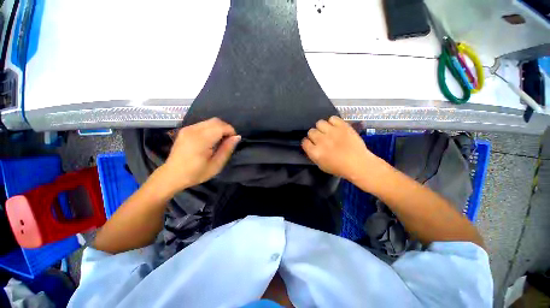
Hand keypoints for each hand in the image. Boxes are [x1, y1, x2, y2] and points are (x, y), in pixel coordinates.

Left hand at [159, 118, 239, 192]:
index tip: (233, 142)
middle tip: (228, 141)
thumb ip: (227, 149)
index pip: (221, 127)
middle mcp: (193, 130)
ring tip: (220, 140)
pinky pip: (203, 124)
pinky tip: (211, 139)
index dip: (231, 132)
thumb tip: (237, 137)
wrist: (172, 175)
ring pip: (210, 121)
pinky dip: (211, 128)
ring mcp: (188, 128)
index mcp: (201, 140)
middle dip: (226, 128)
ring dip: (219, 128)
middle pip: (216, 121)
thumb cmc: (196, 173)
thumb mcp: (216, 165)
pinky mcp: (185, 129)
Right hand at [301, 116, 380, 180]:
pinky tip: (336, 127)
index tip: (312, 144)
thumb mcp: (321, 165)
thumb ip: (313, 154)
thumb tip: (310, 145)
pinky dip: (333, 122)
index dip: (308, 143)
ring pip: (319, 123)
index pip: (304, 142)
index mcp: (315, 152)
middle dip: (315, 135)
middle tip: (322, 139)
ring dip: (322, 128)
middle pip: (311, 131)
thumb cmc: (339, 168)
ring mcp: (332, 132)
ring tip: (328, 131)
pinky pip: (332, 118)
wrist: (358, 163)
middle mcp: (321, 140)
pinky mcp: (342, 126)